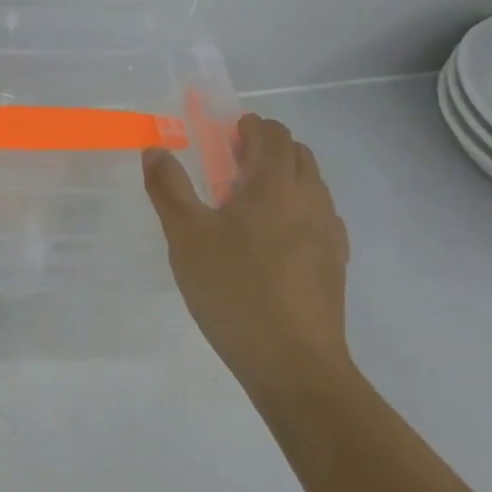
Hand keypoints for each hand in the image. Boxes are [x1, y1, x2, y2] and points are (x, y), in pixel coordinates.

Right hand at [143, 114, 351, 406]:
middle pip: (298, 155)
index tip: (224, 133)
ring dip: (283, 177)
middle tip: (230, 163)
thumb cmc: (234, 291)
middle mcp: (310, 201)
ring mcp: (329, 234)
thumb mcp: (186, 237)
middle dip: (267, 147)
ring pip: (311, 186)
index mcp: (275, 186)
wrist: (294, 365)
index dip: (249, 126)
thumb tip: (156, 149)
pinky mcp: (334, 264)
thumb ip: (169, 188)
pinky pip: (318, 217)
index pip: (272, 135)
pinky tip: (270, 240)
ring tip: (246, 203)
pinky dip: (295, 209)